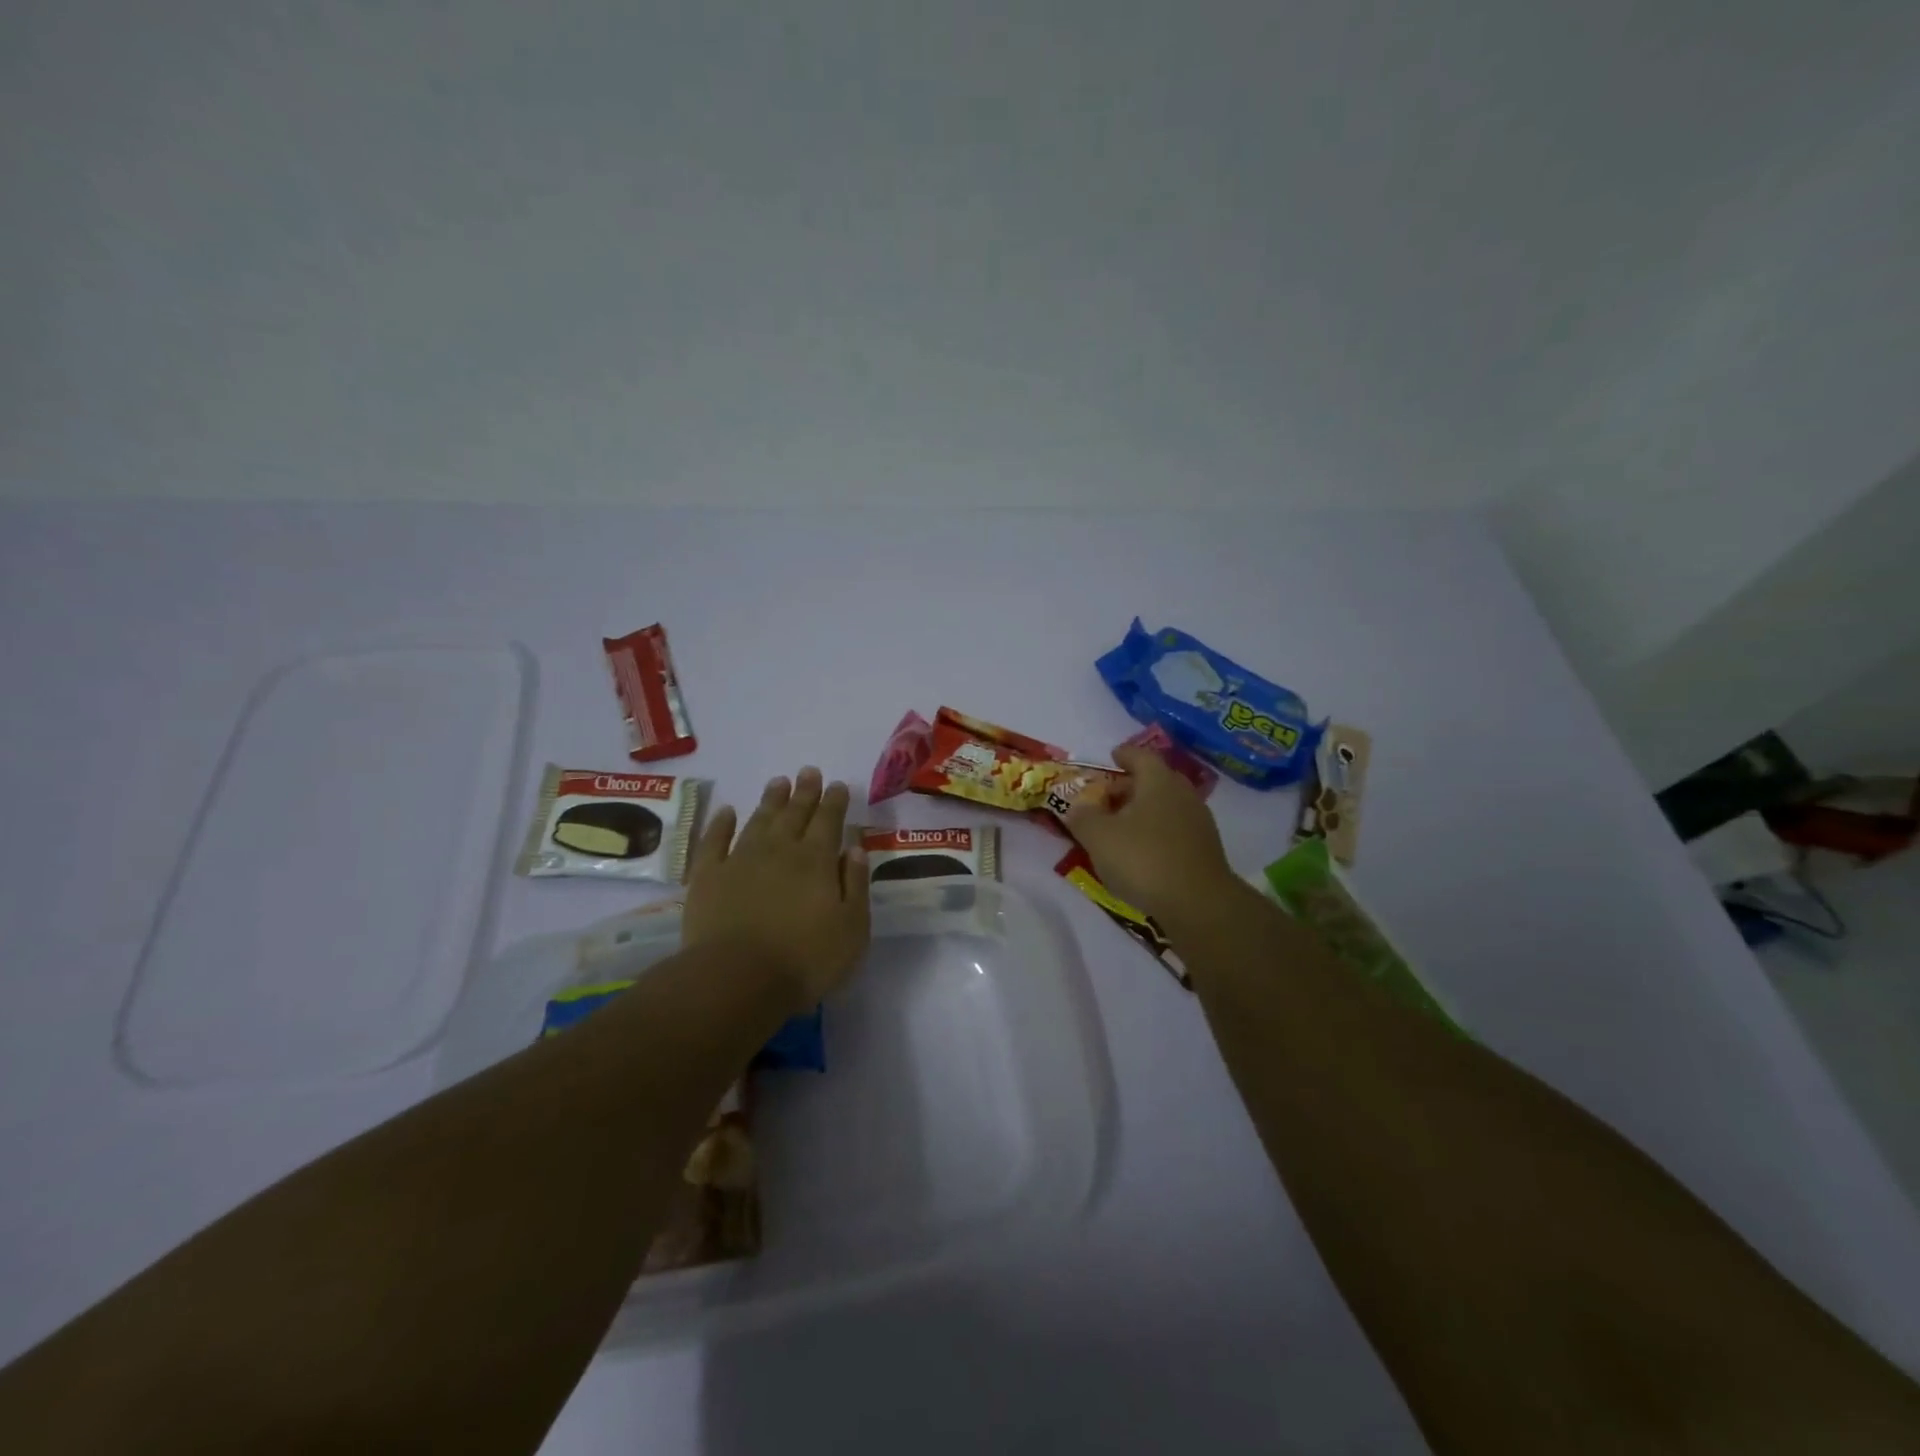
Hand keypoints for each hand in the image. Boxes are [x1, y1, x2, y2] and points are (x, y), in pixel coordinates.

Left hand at [683, 766, 870, 1008]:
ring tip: (778, 782)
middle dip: (805, 792)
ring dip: (770, 800)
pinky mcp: (708, 877)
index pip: (829, 821)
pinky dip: (721, 824)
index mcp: (816, 861)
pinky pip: (714, 841)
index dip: (834, 802)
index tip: (838, 785)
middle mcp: (779, 851)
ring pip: (759, 820)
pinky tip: (727, 812)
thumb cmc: (805, 959)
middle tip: (808, 771)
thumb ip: (855, 884)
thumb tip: (855, 847)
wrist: (737, 979)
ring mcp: (740, 860)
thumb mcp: (852, 928)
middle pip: (795, 814)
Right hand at [1063, 743, 1236, 923]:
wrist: (1198, 904)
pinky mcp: (1205, 849)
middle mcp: (1183, 794)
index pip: (1140, 756)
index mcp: (1158, 781)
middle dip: (1130, 786)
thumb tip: (1077, 807)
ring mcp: (1199, 822)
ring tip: (1120, 828)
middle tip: (1107, 798)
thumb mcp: (1099, 836)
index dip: (1124, 755)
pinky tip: (1141, 852)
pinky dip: (1155, 833)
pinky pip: (1175, 830)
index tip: (1112, 757)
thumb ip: (1083, 817)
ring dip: (1143, 811)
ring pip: (1166, 806)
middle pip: (1155, 780)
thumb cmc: (1144, 859)